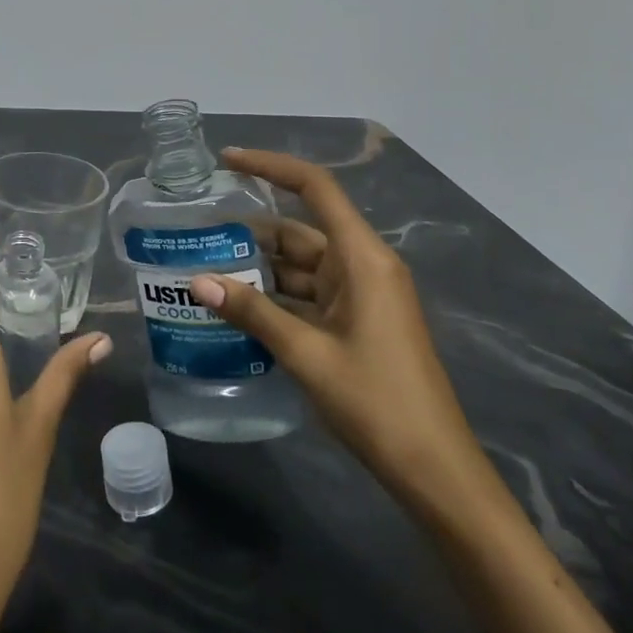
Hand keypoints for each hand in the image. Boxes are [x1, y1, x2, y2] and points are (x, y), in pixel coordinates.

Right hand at [190, 149, 490, 511]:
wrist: (435, 471)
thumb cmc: (377, 402)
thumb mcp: (307, 354)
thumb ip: (252, 313)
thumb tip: (197, 281)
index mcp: (362, 257)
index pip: (314, 188)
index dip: (270, 166)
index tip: (227, 160)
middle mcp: (362, 265)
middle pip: (300, 230)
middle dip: (250, 233)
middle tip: (198, 235)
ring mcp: (361, 294)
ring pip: (300, 265)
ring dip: (259, 269)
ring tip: (205, 271)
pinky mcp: (357, 320)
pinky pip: (309, 294)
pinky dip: (276, 297)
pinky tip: (238, 308)